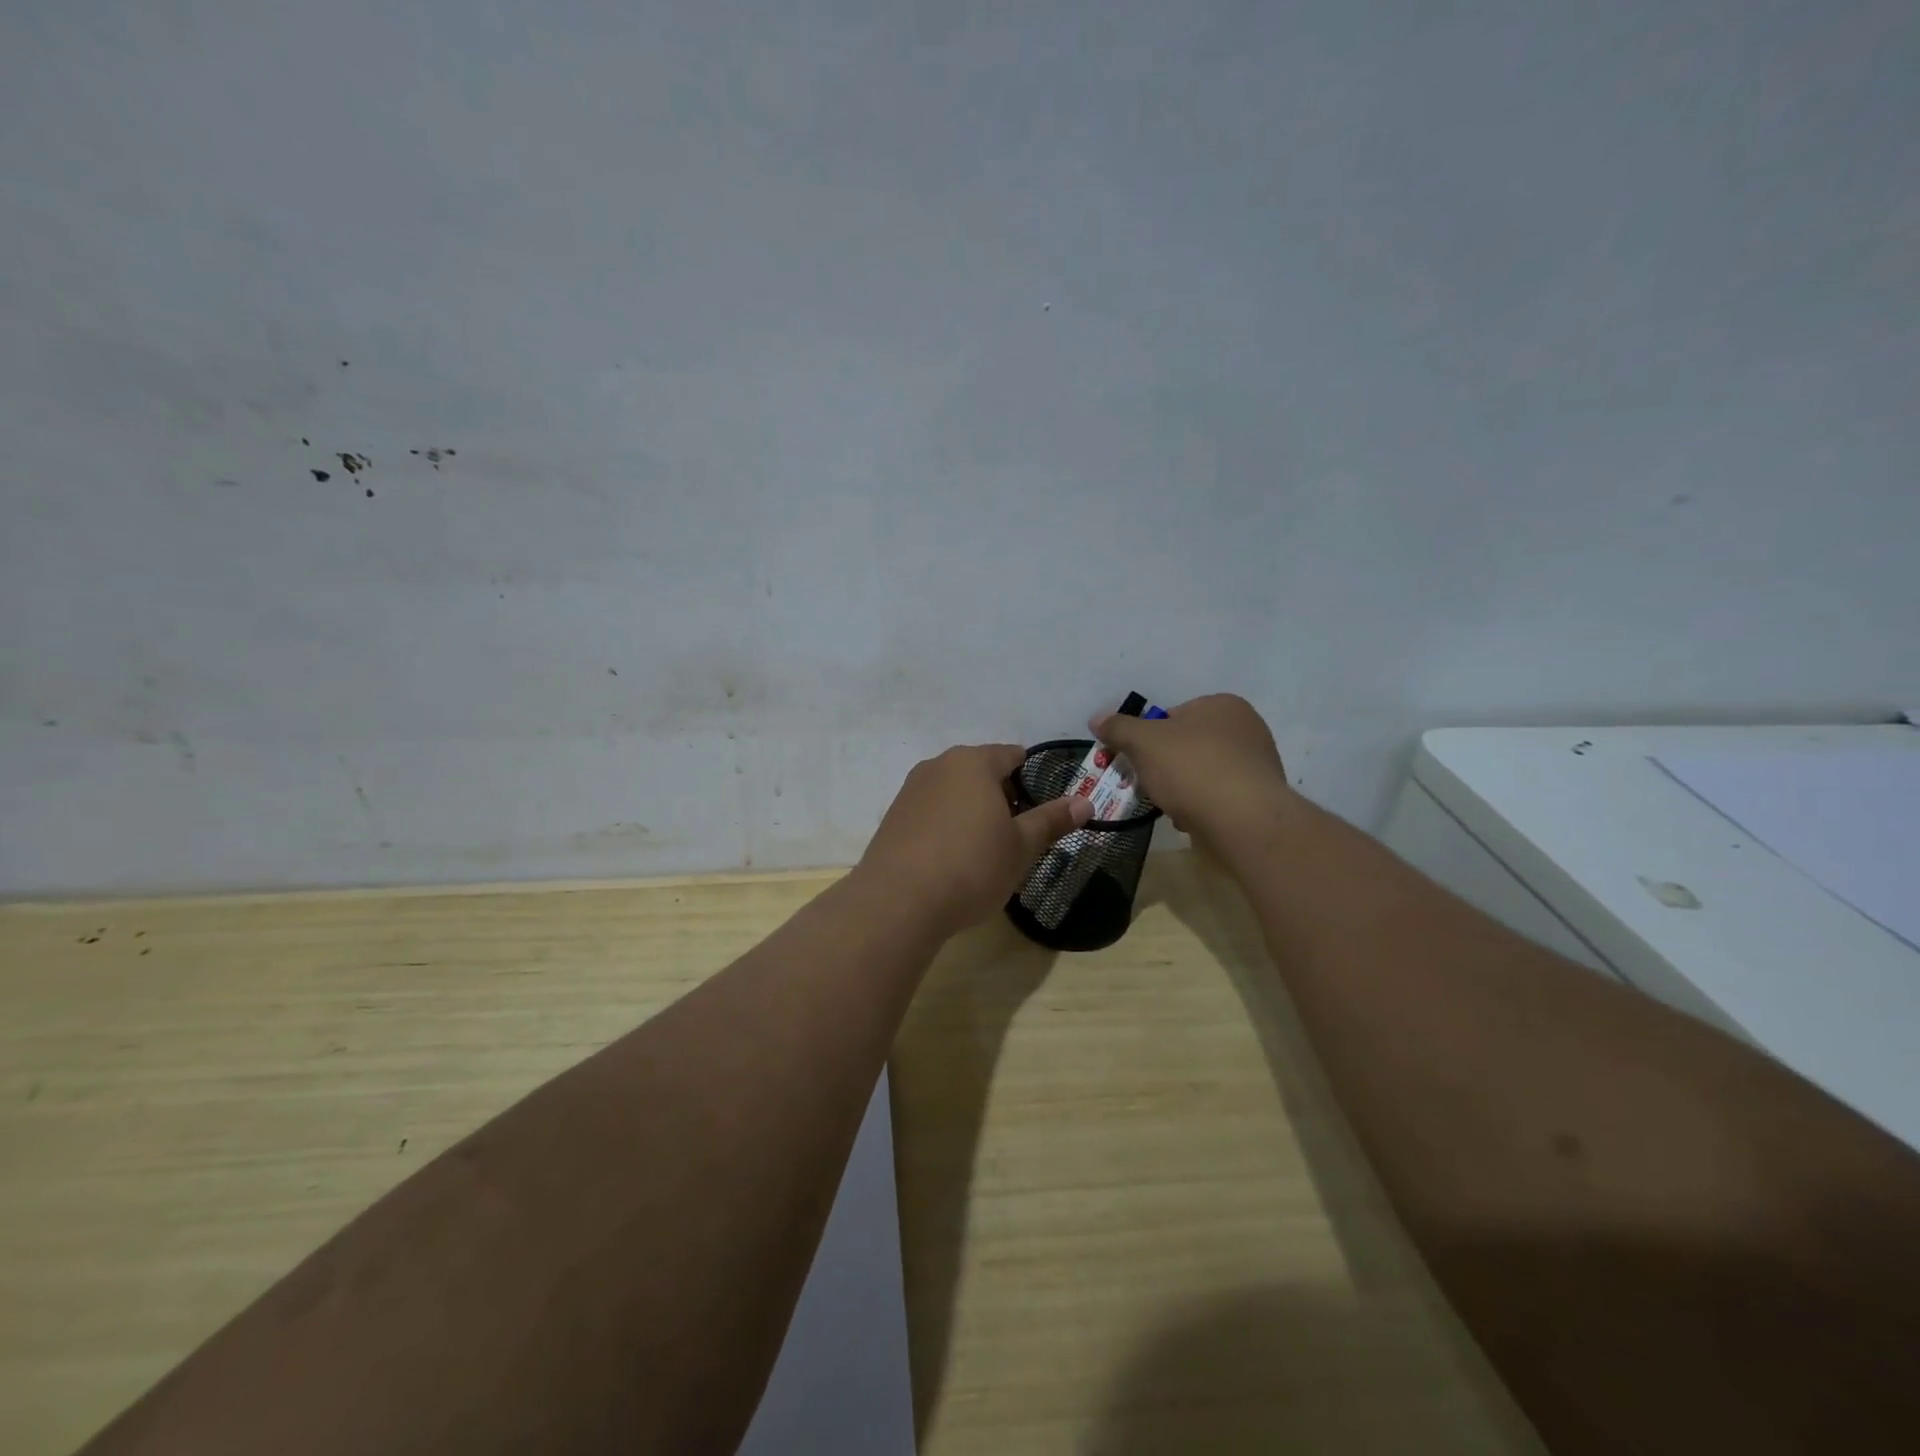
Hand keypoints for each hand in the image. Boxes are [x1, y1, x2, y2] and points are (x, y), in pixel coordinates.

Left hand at [857, 744, 1092, 936]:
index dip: (1031, 777)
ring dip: (972, 810)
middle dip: (1001, 795)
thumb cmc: (971, 867)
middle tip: (1016, 834)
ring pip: (953, 790)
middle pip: (980, 770)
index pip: (1012, 754)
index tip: (1040, 809)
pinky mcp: (893, 816)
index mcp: (974, 762)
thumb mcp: (1020, 847)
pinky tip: (950, 858)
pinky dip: (946, 824)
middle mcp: (939, 765)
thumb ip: (1051, 821)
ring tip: (984, 849)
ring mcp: (911, 789)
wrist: (898, 900)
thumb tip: (1085, 802)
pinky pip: (930, 810)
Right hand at [1089, 694, 1292, 848]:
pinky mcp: (1259, 798)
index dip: (1147, 738)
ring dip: (1181, 789)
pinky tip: (1192, 820)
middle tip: (1147, 784)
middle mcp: (1246, 728)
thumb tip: (1097, 719)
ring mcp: (1257, 764)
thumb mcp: (1143, 742)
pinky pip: (1218, 797)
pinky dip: (1202, 807)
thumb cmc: (1192, 769)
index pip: (1172, 715)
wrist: (1243, 821)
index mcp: (1222, 704)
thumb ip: (1118, 728)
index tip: (1135, 759)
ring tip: (1170, 806)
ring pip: (1200, 773)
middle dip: (1163, 766)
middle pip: (1186, 745)